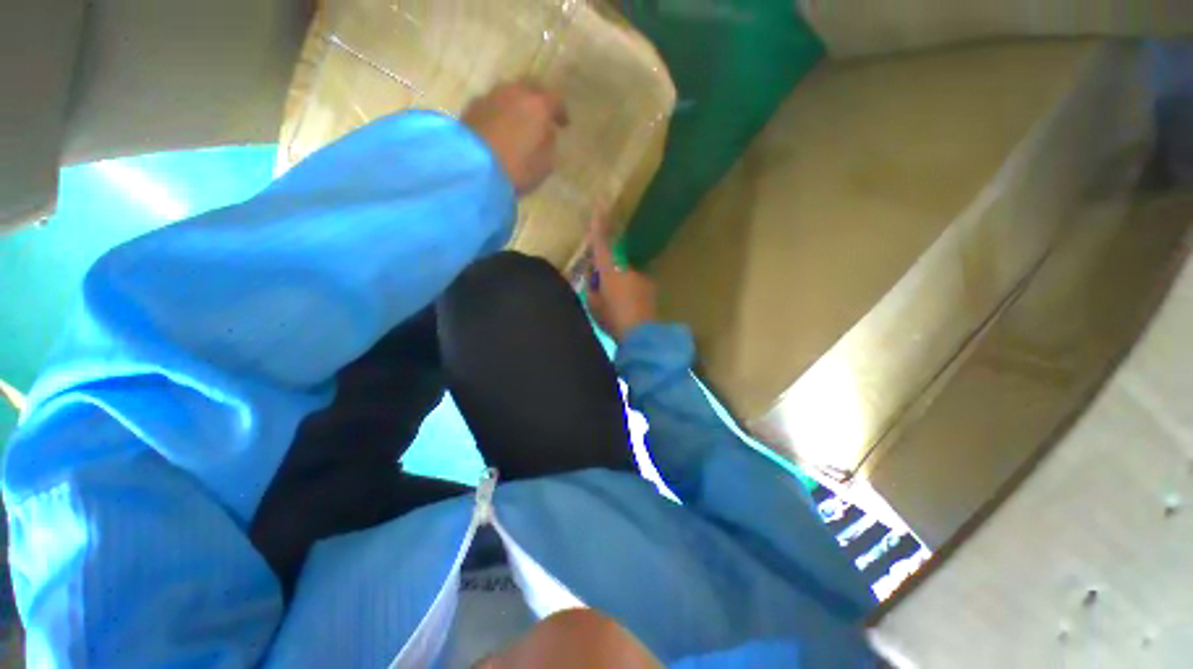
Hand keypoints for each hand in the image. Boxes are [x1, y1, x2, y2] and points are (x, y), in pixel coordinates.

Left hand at [462, 81, 568, 194]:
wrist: (474, 169)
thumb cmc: (517, 168)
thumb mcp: (545, 163)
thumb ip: (549, 142)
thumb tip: (545, 131)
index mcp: (537, 105)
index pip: (555, 100)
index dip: (560, 112)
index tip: (563, 124)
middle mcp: (514, 92)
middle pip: (530, 88)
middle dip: (538, 100)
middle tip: (541, 115)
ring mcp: (490, 96)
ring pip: (509, 93)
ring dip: (516, 104)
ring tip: (518, 120)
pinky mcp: (472, 107)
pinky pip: (492, 104)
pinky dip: (499, 112)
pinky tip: (500, 126)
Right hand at [586, 213, 656, 341]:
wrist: (641, 336)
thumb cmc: (613, 320)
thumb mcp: (593, 306)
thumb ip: (592, 290)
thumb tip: (594, 281)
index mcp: (610, 273)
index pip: (601, 245)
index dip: (598, 227)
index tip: (599, 205)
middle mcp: (627, 270)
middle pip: (613, 266)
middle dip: (606, 276)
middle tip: (602, 295)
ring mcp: (641, 279)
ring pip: (625, 278)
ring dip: (620, 288)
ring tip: (618, 309)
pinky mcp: (650, 289)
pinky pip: (635, 287)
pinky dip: (630, 295)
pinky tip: (629, 311)